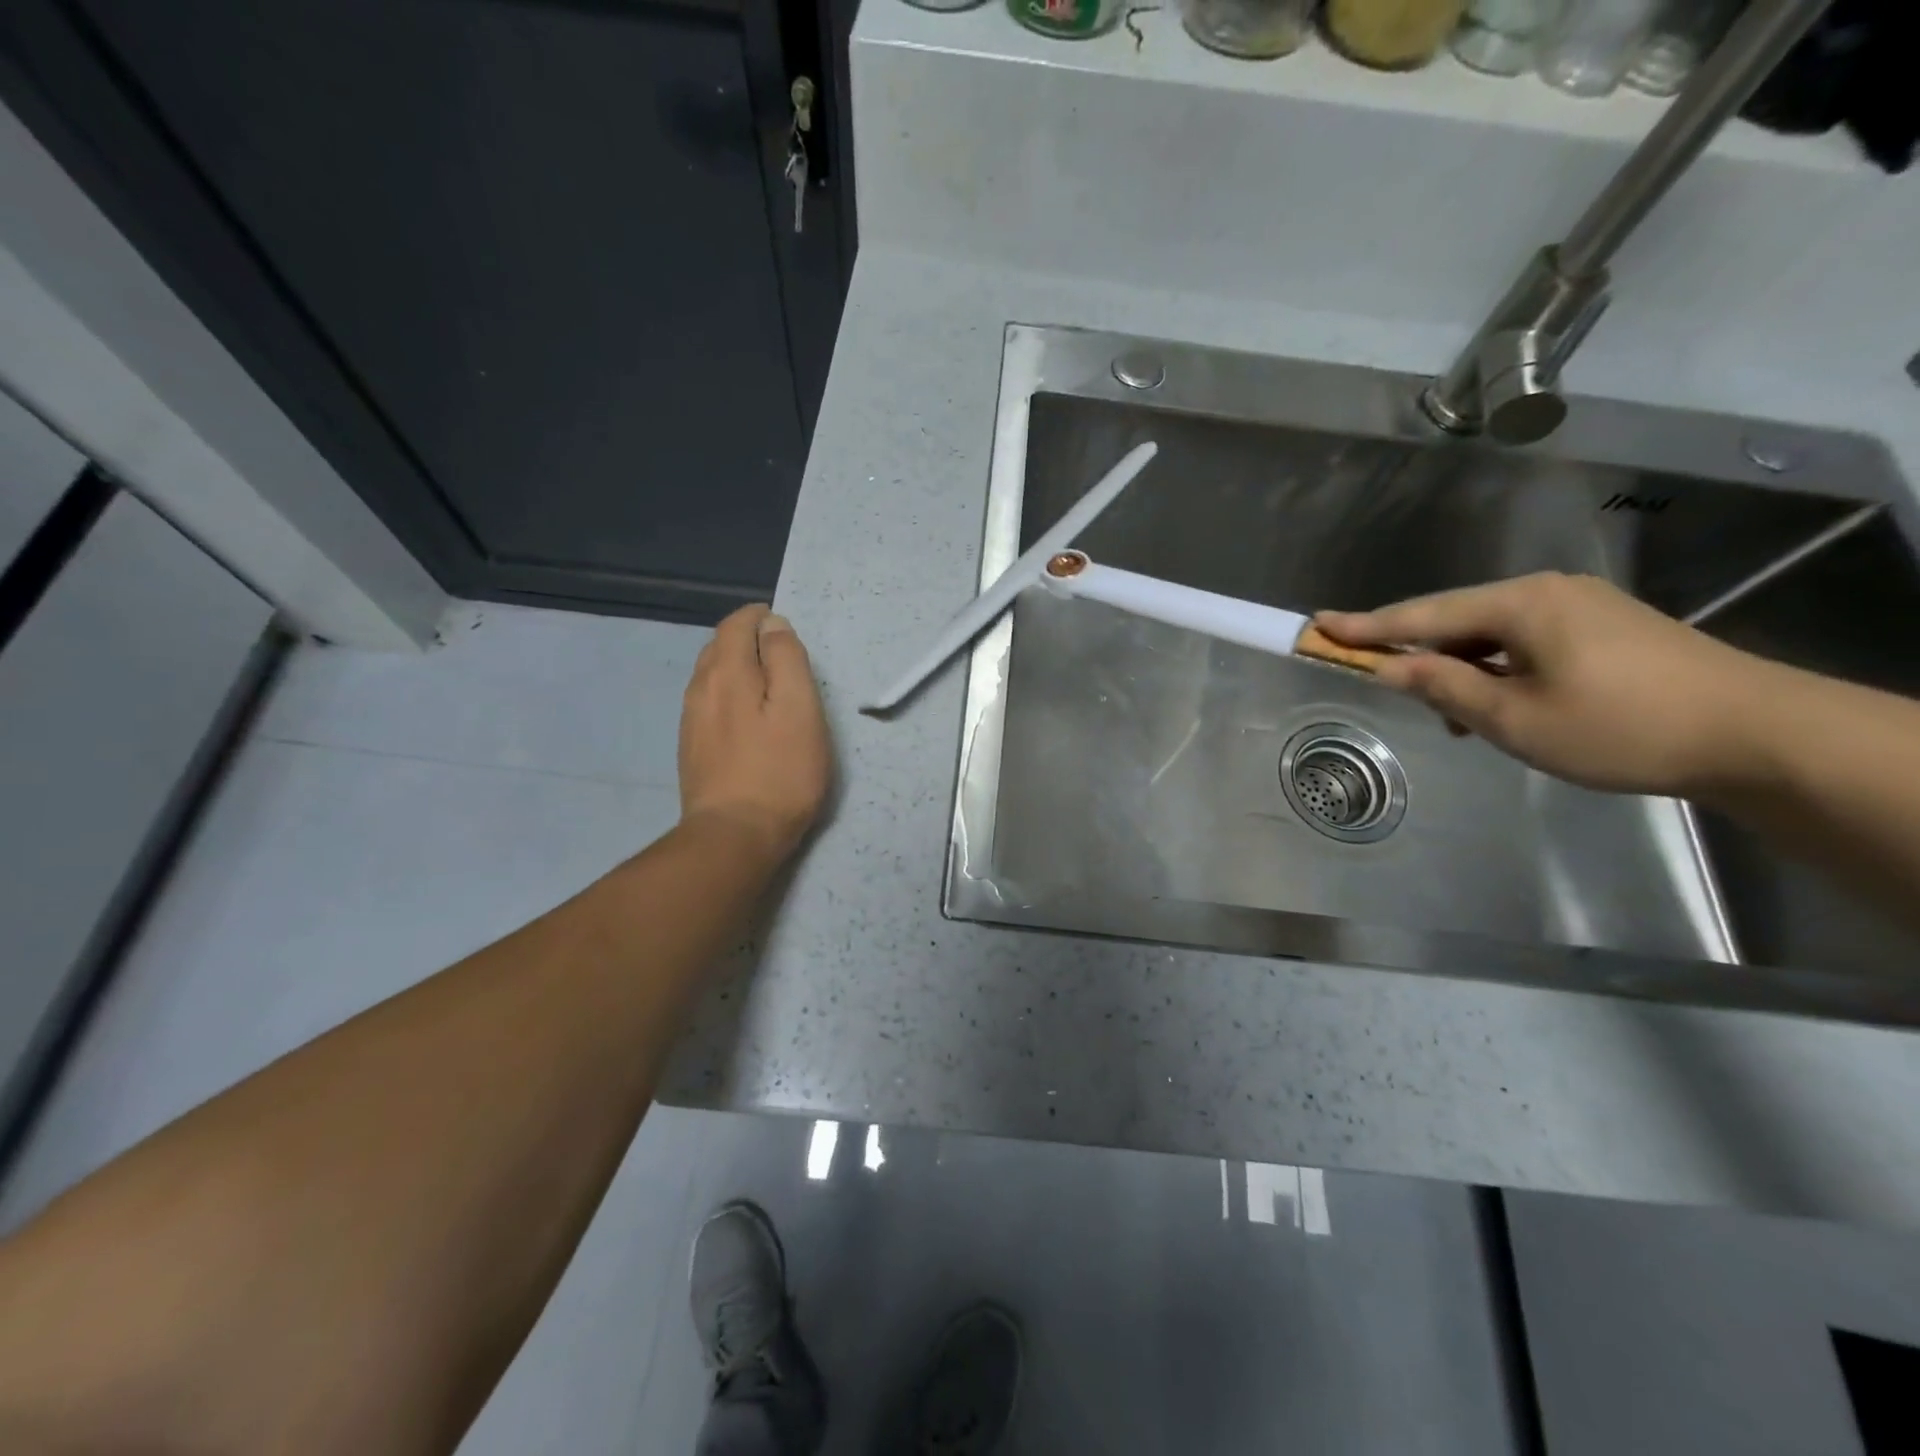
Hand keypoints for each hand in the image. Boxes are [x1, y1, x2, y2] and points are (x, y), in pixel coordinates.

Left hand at [678, 604, 831, 861]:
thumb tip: (772, 625)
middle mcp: (700, 688)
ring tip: (766, 684)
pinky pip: (708, 702)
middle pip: (719, 646)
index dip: (762, 618)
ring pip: (710, 675)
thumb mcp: (799, 709)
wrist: (734, 836)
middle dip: (747, 639)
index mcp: (727, 672)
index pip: (737, 623)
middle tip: (781, 656)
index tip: (786, 630)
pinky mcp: (691, 747)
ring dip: (736, 667)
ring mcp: (690, 719)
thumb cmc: (780, 771)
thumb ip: (787, 659)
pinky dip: (727, 694)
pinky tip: (745, 717)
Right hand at [1314, 573, 1781, 797]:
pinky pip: (1523, 643)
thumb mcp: (1514, 717)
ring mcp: (1579, 608)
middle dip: (1414, 653)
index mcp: (1520, 604)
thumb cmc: (1620, 727)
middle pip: (1454, 620)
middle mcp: (1546, 592)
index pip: (1422, 616)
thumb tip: (1390, 668)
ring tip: (1455, 718)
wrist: (1757, 735)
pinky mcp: (1603, 629)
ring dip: (1460, 670)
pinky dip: (1496, 671)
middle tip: (1380, 681)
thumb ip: (1443, 687)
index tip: (1318, 623)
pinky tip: (1498, 705)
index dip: (1365, 626)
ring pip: (1490, 635)